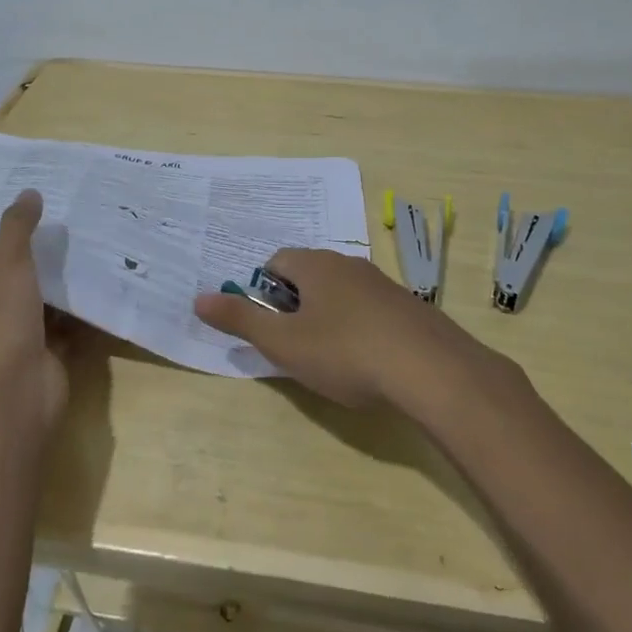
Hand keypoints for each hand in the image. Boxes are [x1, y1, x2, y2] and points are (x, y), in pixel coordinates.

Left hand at [0, 190, 67, 432]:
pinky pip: (65, 326)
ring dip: (59, 283)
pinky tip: (99, 281)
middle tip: (61, 223)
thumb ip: (15, 227)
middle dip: (32, 258)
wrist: (16, 393)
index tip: (21, 212)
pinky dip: (80, 310)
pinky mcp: (45, 357)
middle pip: (7, 281)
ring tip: (85, 244)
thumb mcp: (2, 263)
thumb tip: (28, 192)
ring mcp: (13, 343)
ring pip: (39, 304)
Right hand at [193, 248, 515, 412]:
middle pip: (309, 275)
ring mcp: (383, 284)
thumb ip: (240, 320)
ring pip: (341, 293)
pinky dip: (358, 328)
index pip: (276, 261)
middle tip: (294, 345)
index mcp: (316, 265)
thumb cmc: (346, 353)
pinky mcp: (409, 307)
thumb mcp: (284, 343)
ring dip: (327, 317)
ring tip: (329, 358)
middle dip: (295, 305)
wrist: (432, 370)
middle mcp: (350, 264)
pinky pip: (370, 309)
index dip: (263, 292)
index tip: (268, 326)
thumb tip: (198, 298)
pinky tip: (367, 362)